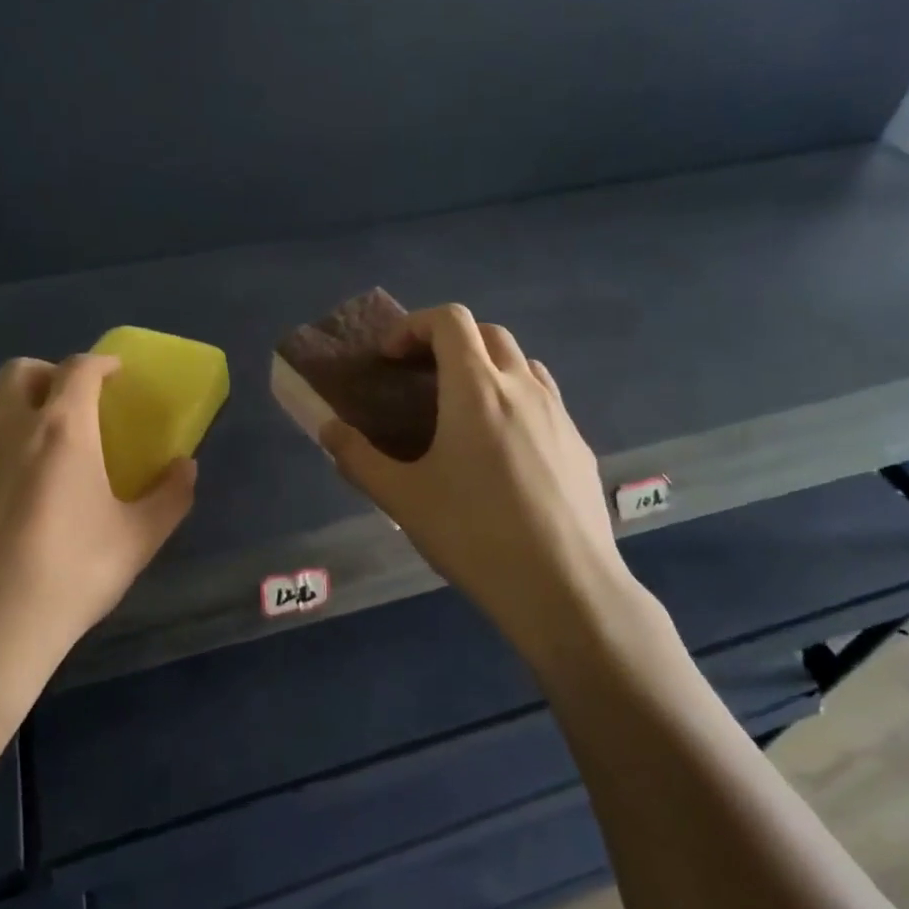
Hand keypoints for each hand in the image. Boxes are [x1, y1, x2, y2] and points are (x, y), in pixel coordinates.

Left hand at [0, 354, 194, 718]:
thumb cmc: (70, 577)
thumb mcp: (138, 540)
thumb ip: (171, 496)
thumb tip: (186, 466)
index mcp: (61, 431)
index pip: (78, 370)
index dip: (99, 362)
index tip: (114, 372)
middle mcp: (6, 431)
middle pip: (18, 372)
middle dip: (47, 374)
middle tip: (67, 402)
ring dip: (9, 412)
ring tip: (28, 448)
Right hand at [321, 305, 666, 661]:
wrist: (564, 588)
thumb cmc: (474, 535)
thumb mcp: (402, 499)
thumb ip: (357, 458)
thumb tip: (327, 428)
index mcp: (476, 389)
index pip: (450, 320)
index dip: (414, 326)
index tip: (391, 359)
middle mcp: (522, 388)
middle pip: (489, 334)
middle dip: (449, 342)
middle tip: (422, 379)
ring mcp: (559, 415)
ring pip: (522, 365)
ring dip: (488, 368)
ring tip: (463, 411)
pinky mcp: (580, 446)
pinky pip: (545, 402)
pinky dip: (516, 402)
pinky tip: (503, 453)